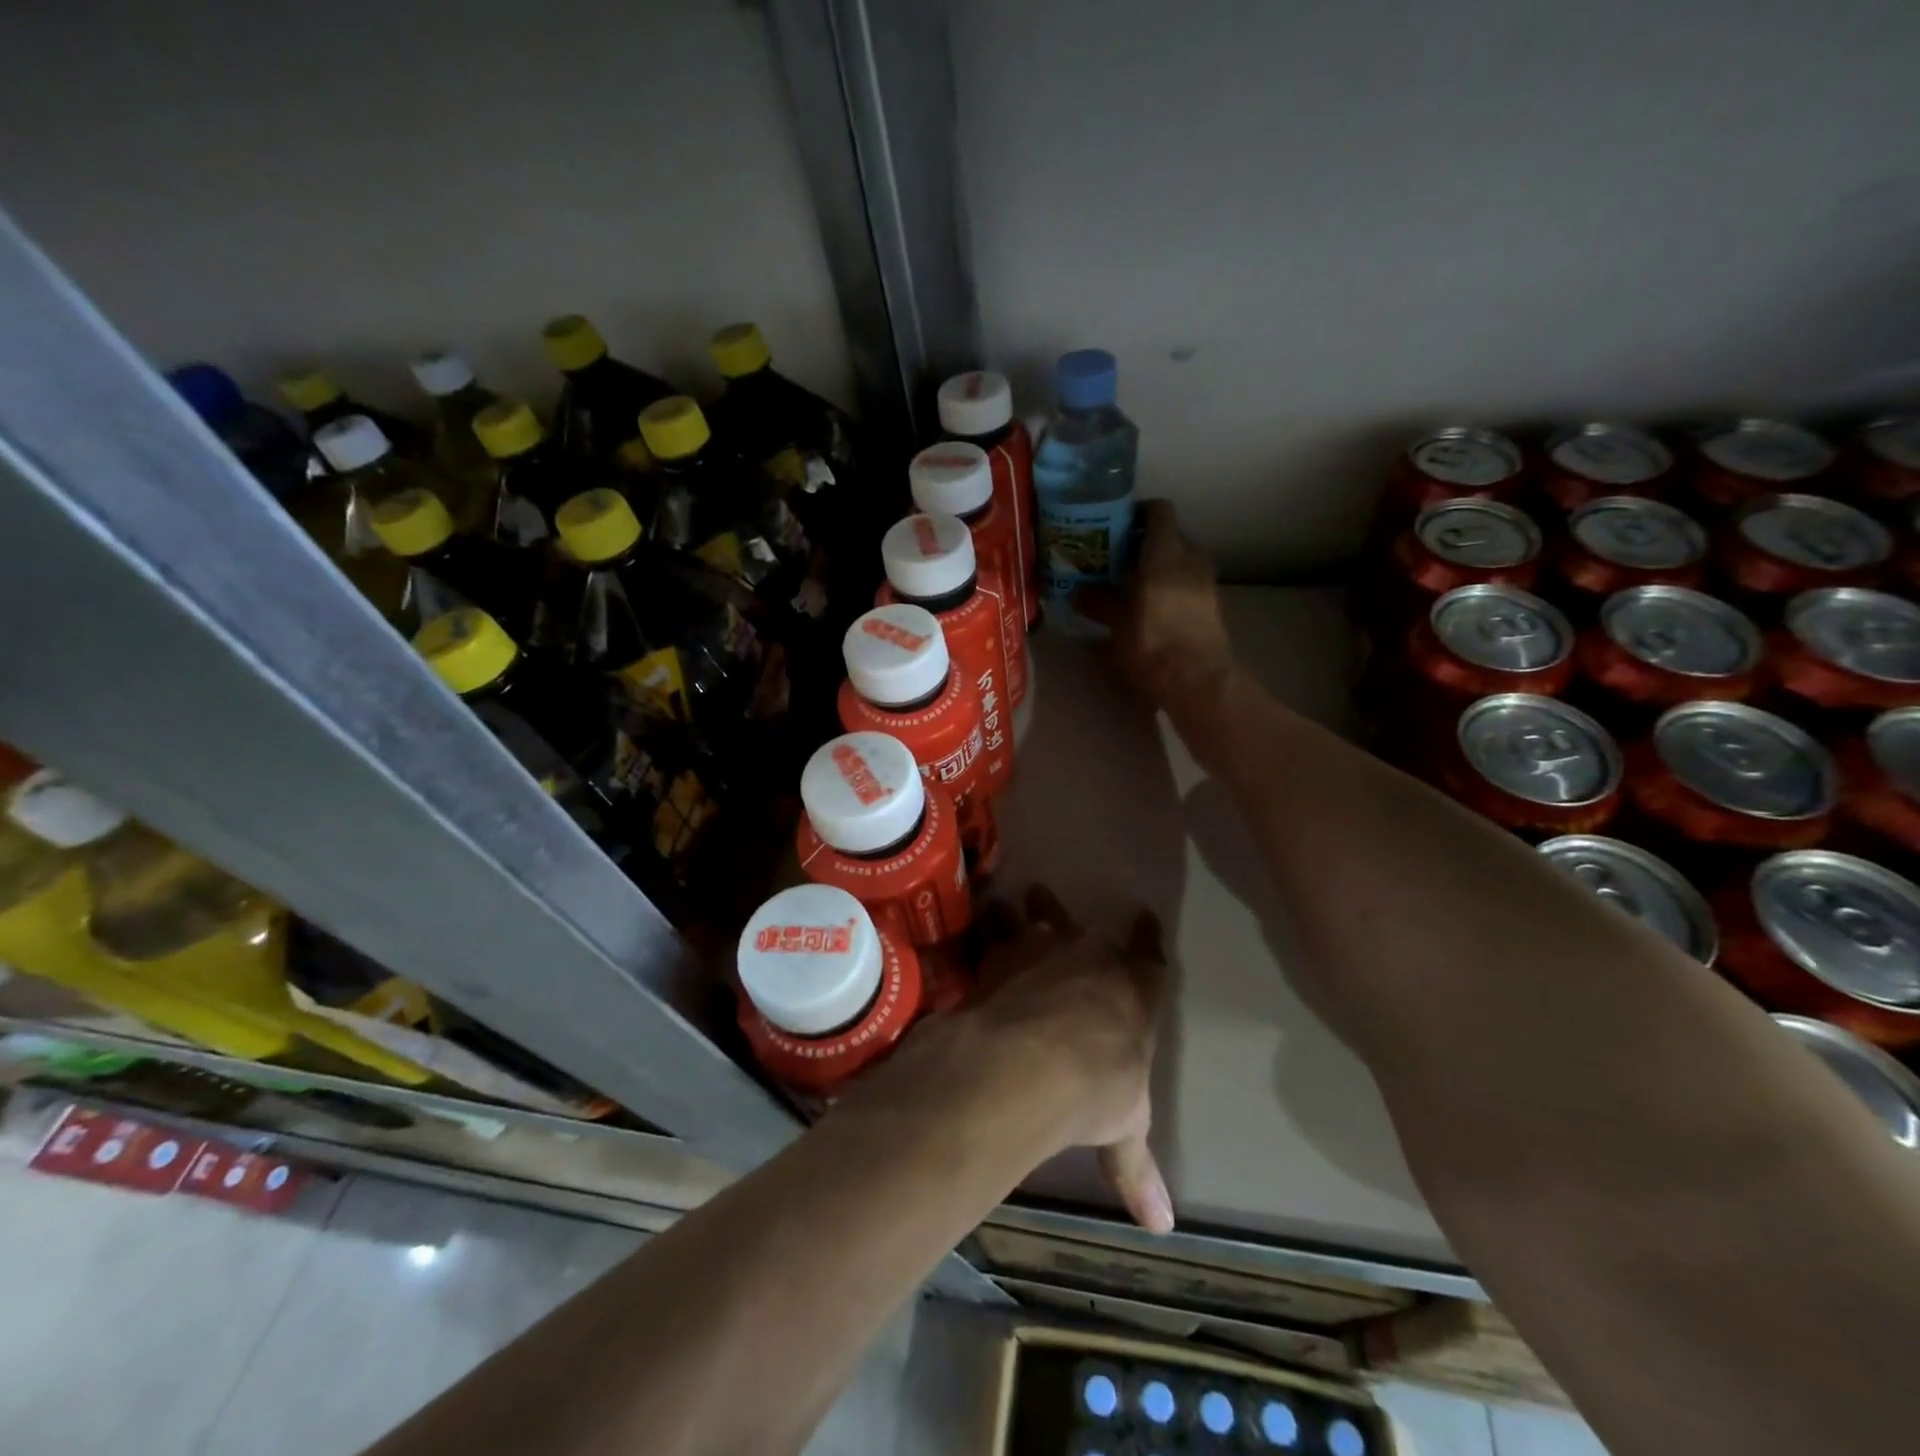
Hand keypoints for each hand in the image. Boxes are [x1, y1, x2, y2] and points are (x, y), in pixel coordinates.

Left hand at [965, 887, 1174, 1232]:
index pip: (1150, 956)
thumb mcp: (1123, 1128)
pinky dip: (986, 927)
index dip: (1148, 937)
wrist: (1030, 1061)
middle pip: (1086, 928)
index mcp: (1134, 989)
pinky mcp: (1000, 953)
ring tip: (1012, 903)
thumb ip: (1136, 1168)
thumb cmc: (1095, 1090)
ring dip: (1027, 911)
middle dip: (1072, 921)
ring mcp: (1043, 948)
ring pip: (1038, 916)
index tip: (1145, 917)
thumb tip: (1163, 1228)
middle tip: (1050, 902)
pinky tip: (975, 924)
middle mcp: (1091, 956)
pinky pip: (993, 930)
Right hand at [1075, 499, 1231, 708]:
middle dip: (1145, 544)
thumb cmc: (1152, 642)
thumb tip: (1076, 593)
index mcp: (1166, 552)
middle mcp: (1192, 558)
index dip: (1139, 512)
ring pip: (1181, 561)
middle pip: (1170, 536)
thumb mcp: (1117, 623)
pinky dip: (1172, 587)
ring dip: (1159, 568)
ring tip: (1133, 585)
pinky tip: (1153, 607)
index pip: (1159, 510)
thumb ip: (1098, 602)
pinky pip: (1189, 584)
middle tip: (1117, 559)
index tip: (1117, 525)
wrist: (1197, 680)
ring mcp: (1207, 582)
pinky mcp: (1214, 605)